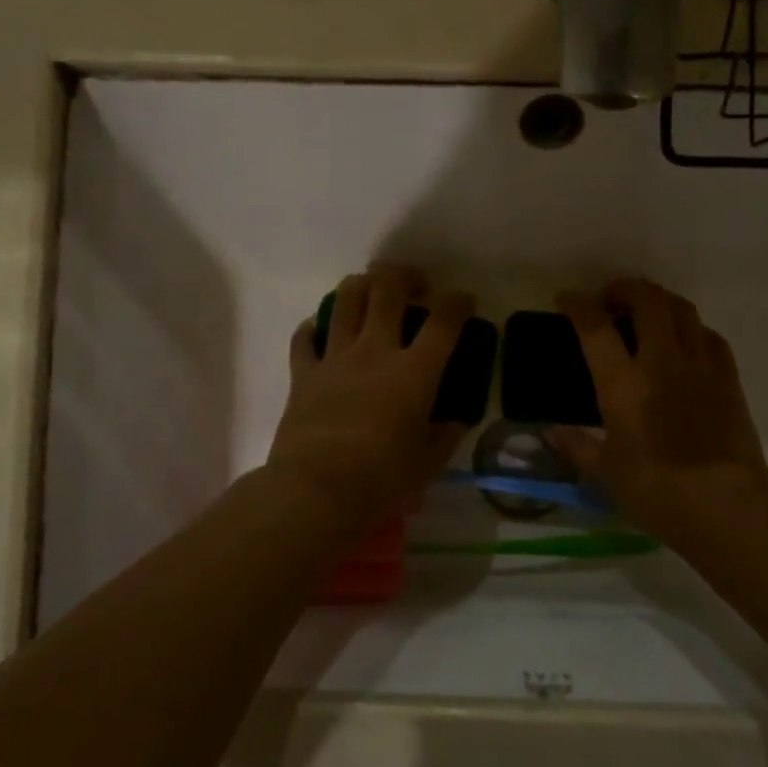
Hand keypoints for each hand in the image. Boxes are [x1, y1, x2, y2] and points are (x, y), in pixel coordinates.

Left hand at [265, 266, 474, 527]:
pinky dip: (314, 327)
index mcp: (414, 371)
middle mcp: (375, 351)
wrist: (316, 490)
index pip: (444, 321)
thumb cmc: (382, 479)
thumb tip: (453, 421)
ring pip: (345, 300)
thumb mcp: (428, 463)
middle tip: (415, 285)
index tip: (464, 302)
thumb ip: (444, 436)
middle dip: (405, 276)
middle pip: (387, 290)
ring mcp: (335, 358)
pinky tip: (321, 328)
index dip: (458, 303)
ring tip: (371, 290)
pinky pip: (305, 337)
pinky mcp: (303, 373)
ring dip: (361, 285)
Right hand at [551, 278, 767, 542]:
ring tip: (646, 311)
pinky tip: (684, 341)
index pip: (595, 327)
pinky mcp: (728, 378)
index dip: (577, 305)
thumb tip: (551, 432)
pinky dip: (690, 328)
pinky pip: (709, 336)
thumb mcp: (606, 472)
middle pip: (647, 301)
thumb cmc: (656, 492)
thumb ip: (577, 446)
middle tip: (610, 298)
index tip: (566, 299)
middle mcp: (661, 362)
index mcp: (623, 384)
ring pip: (682, 309)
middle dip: (625, 288)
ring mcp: (700, 366)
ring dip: (659, 300)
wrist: (726, 506)